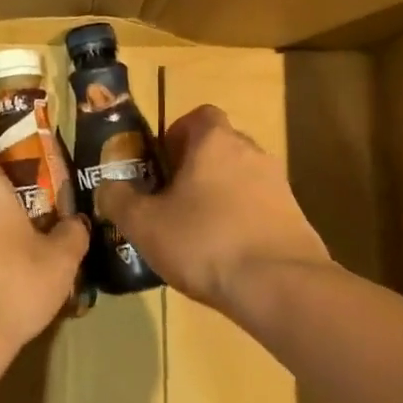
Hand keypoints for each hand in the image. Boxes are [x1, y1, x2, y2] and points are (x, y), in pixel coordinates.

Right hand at [96, 106, 327, 311]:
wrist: (280, 286)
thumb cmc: (204, 242)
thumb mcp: (144, 224)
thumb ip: (118, 199)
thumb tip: (107, 186)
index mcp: (215, 141)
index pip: (198, 116)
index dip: (176, 134)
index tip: (161, 165)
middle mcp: (251, 152)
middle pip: (219, 147)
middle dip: (195, 168)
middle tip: (171, 201)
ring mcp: (279, 185)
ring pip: (240, 179)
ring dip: (220, 196)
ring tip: (197, 234)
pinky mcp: (295, 218)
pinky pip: (260, 209)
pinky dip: (242, 222)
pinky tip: (226, 256)